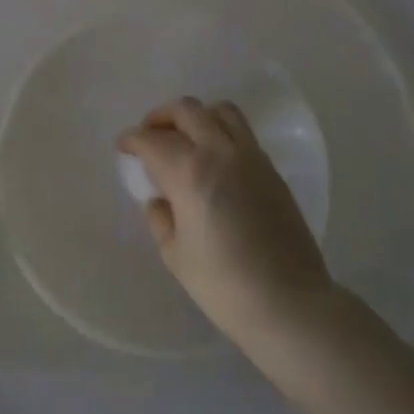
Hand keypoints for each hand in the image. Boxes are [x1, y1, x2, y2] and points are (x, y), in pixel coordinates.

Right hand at [118, 97, 333, 352]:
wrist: (289, 302)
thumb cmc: (223, 284)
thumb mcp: (175, 255)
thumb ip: (161, 219)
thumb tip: (160, 200)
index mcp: (189, 172)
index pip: (152, 140)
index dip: (132, 139)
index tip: (124, 147)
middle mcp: (220, 152)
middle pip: (186, 111)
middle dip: (161, 117)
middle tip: (150, 134)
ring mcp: (251, 157)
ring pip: (221, 111)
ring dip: (197, 116)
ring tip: (186, 137)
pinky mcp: (272, 169)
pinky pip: (242, 132)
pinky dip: (221, 131)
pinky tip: (215, 158)